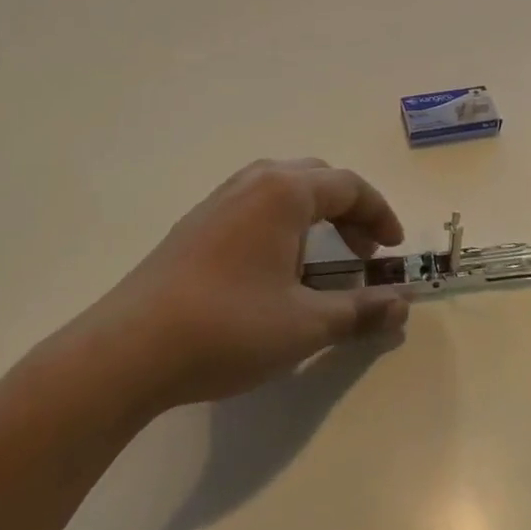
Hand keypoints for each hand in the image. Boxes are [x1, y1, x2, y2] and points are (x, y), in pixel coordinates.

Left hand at [62, 159, 410, 413]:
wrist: (128, 350)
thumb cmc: (229, 327)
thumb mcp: (306, 324)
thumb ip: (360, 310)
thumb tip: (402, 304)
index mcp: (285, 191)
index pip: (349, 186)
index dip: (380, 215)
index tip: (393, 250)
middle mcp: (252, 182)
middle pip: (317, 179)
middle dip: (348, 212)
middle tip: (362, 252)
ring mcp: (218, 200)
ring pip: (281, 190)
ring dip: (313, 216)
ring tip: (320, 260)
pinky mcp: (195, 224)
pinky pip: (254, 206)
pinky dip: (281, 224)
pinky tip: (272, 269)